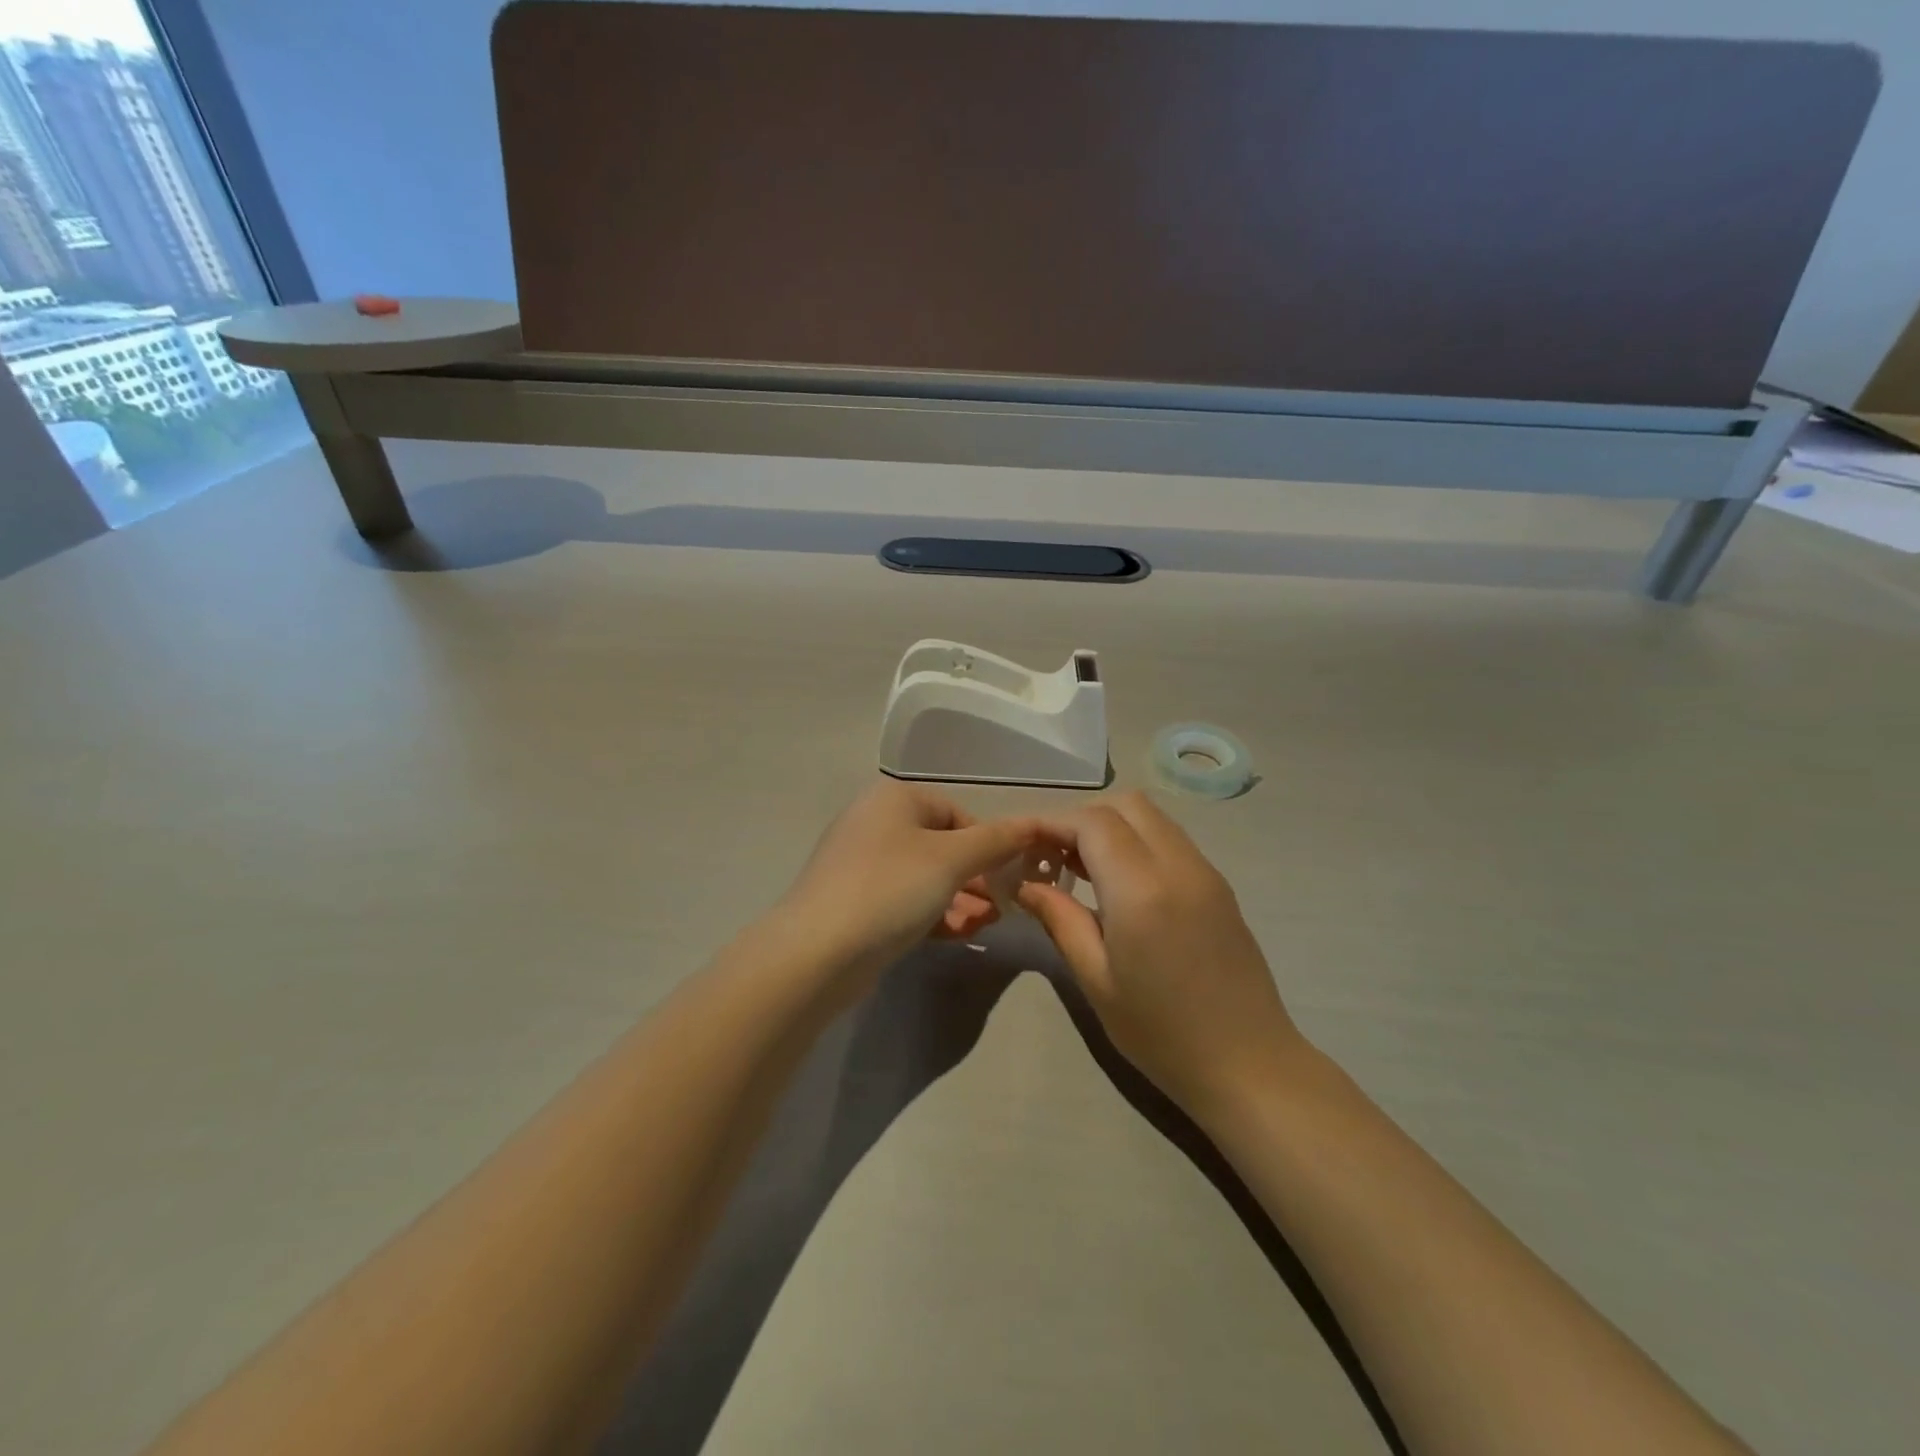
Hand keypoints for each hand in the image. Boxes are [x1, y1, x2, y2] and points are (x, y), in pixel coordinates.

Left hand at [779, 780, 1038, 994]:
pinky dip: (934, 913)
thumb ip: (996, 841)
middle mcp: (874, 823)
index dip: (989, 843)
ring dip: (961, 899)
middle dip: (977, 877)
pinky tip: (960, 934)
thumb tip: (1034, 824)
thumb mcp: (951, 860)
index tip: (1011, 877)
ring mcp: (861, 865)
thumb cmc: (890, 889)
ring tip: (987, 925)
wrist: (816, 953)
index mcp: (894, 799)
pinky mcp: (855, 903)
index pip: (957, 813)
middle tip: (1005, 907)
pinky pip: (905, 901)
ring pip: (925, 877)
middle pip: (942, 846)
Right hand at [1019, 792, 1304, 1117]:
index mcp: (1142, 889)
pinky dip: (1137, 842)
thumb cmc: (1162, 1033)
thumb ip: (1060, 920)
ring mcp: (1205, 872)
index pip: (1091, 822)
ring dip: (1110, 827)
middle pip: (1125, 805)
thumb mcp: (1097, 980)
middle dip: (1081, 819)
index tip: (1022, 844)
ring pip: (1151, 817)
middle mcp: (1178, 865)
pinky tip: (1119, 884)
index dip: (1051, 822)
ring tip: (1080, 870)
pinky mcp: (1219, 885)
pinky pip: (1171, 840)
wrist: (1250, 1066)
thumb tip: (1026, 885)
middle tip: (1052, 857)